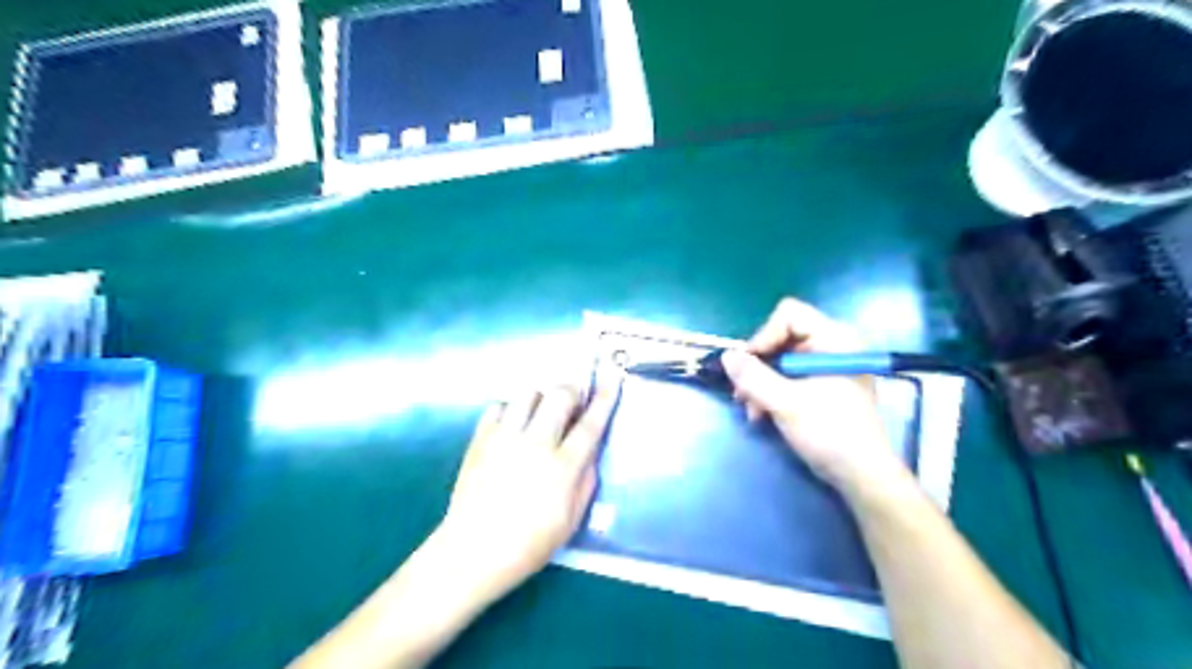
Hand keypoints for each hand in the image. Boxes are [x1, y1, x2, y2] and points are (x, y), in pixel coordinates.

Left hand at [437, 372, 624, 600]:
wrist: (473, 552)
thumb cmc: (529, 544)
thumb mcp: (571, 520)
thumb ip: (586, 481)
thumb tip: (590, 452)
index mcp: (562, 466)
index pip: (590, 423)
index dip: (605, 398)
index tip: (613, 377)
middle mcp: (535, 443)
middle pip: (559, 395)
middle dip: (571, 392)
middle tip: (572, 403)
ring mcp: (504, 438)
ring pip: (528, 394)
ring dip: (541, 399)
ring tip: (540, 415)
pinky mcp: (480, 439)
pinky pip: (499, 406)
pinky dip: (511, 410)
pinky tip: (512, 427)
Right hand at [717, 297, 903, 491]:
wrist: (861, 475)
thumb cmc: (830, 433)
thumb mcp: (786, 404)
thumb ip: (753, 377)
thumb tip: (726, 356)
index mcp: (835, 339)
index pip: (789, 315)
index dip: (764, 336)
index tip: (750, 366)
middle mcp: (832, 345)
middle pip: (781, 336)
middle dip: (758, 365)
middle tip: (743, 393)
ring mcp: (827, 365)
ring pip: (780, 358)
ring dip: (760, 382)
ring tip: (752, 410)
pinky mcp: (822, 384)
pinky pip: (788, 375)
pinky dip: (772, 391)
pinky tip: (762, 414)